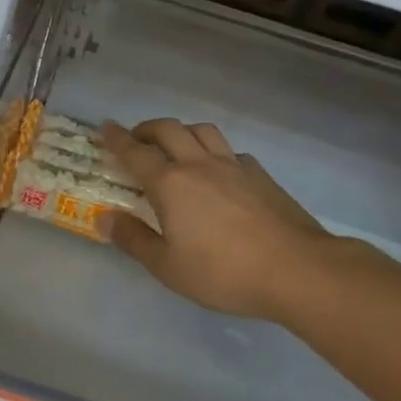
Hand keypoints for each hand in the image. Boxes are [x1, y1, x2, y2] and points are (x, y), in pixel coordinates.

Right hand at [101, 118, 361, 323]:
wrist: (296, 269)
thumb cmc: (224, 272)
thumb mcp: (168, 266)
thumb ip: (133, 239)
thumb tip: (103, 217)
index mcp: (170, 183)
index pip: (135, 152)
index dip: (116, 138)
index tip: (104, 127)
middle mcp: (198, 164)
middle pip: (168, 130)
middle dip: (147, 128)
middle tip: (136, 138)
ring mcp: (233, 166)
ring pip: (202, 131)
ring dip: (182, 131)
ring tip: (177, 146)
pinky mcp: (260, 175)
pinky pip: (230, 150)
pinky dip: (215, 151)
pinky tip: (219, 170)